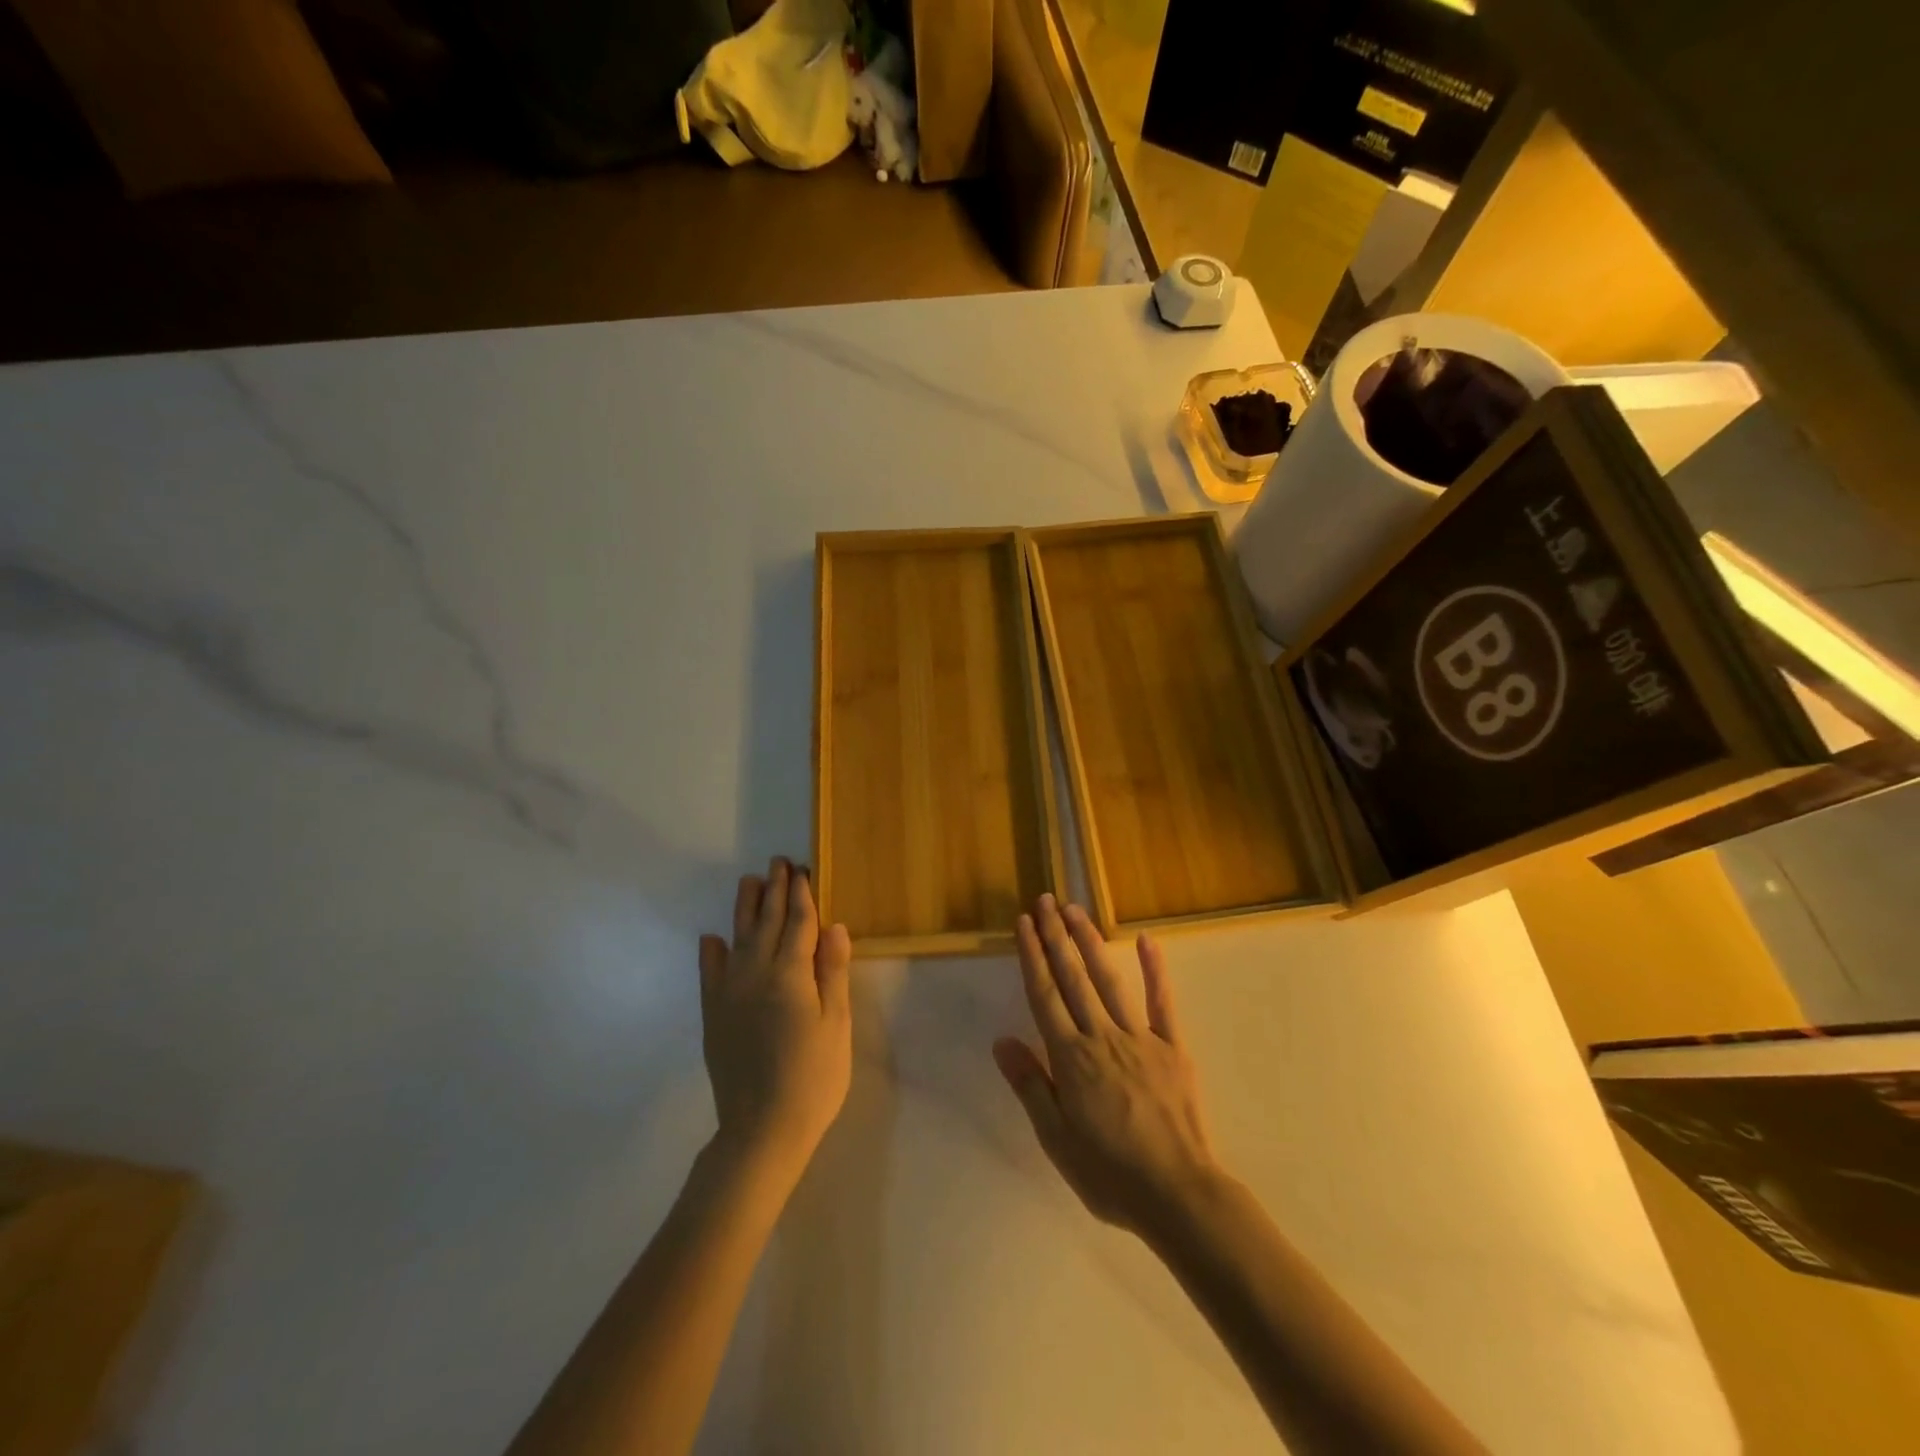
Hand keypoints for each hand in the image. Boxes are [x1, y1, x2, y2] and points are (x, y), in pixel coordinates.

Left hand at [699, 858, 851, 1188]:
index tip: (801, 870)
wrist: (762, 1129)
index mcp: (790, 975)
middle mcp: (755, 974)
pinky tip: (712, 938)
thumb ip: (832, 973)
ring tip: (749, 882)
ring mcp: (730, 993)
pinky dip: (711, 952)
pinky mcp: (714, 1015)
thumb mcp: (836, 1025)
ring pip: (737, 939)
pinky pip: (710, 973)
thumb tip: (834, 926)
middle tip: (777, 863)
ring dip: (744, 908)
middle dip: (774, 891)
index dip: (801, 895)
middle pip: (766, 923)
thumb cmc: (814, 1077)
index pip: (798, 924)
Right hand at [993, 894, 1220, 1241]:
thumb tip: (1001, 1041)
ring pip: (1109, 980)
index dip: (1032, 957)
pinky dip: (1155, 969)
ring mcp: (1141, 1037)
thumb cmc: (1110, 1174)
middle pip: (1073, 978)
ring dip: (1090, 941)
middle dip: (1056, 936)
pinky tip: (1146, 940)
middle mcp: (1102, 1037)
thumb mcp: (1057, 1140)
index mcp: (1071, 1059)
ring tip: (1075, 909)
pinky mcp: (1173, 1047)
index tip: (1024, 924)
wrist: (1179, 1195)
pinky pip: (1162, 1002)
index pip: (1044, 996)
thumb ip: (1031, 1086)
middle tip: (1045, 900)